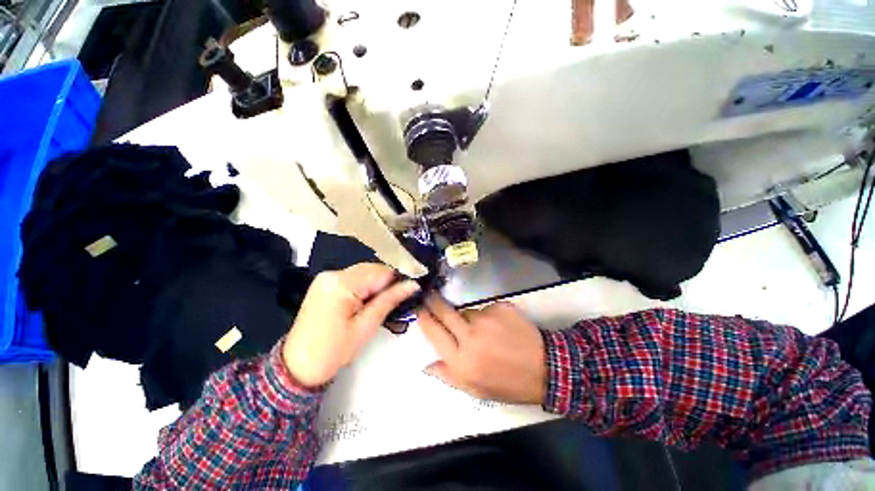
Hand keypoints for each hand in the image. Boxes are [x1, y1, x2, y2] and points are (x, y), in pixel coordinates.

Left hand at [283, 264, 419, 387]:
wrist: (299, 367)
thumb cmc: (334, 351)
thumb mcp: (366, 326)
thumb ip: (390, 300)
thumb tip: (413, 284)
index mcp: (341, 283)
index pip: (380, 271)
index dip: (397, 279)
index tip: (410, 289)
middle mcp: (332, 274)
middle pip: (371, 269)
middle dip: (386, 282)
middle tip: (397, 299)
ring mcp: (326, 277)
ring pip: (363, 272)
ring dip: (376, 284)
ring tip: (382, 302)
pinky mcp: (325, 284)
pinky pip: (353, 278)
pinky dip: (364, 286)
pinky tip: (367, 300)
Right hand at [418, 295, 546, 404]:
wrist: (544, 368)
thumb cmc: (507, 383)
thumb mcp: (475, 389)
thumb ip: (448, 375)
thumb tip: (426, 364)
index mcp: (461, 360)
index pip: (434, 332)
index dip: (424, 318)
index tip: (419, 309)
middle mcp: (470, 337)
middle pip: (444, 311)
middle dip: (433, 301)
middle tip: (428, 294)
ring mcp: (486, 319)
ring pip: (466, 311)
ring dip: (467, 317)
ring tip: (483, 331)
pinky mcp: (500, 307)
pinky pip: (485, 309)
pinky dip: (487, 316)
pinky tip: (499, 328)